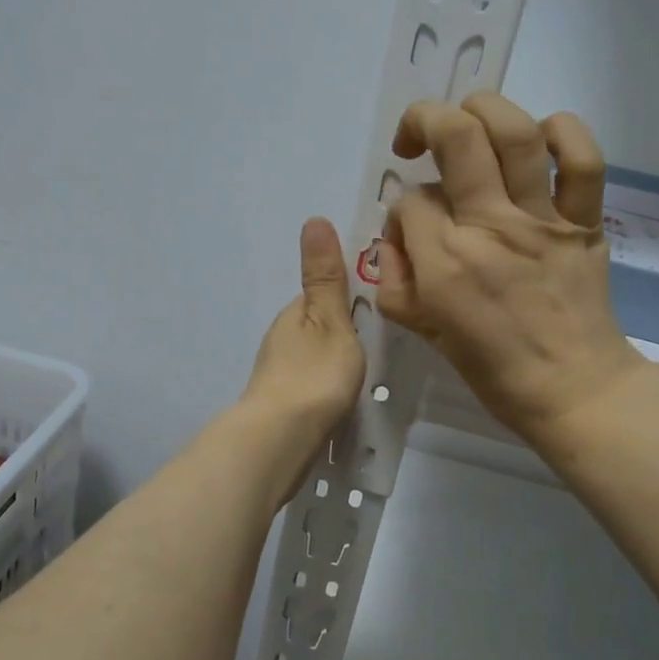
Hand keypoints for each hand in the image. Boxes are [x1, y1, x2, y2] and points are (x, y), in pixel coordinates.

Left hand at [241, 217, 365, 444]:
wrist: (280, 440)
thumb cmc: (314, 375)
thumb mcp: (330, 319)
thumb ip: (325, 277)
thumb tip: (312, 219)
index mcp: (293, 313)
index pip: (323, 293)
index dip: (349, 295)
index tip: (379, 305)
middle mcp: (281, 338)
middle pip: (318, 326)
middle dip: (343, 330)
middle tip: (380, 343)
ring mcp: (278, 373)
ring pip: (313, 355)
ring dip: (334, 358)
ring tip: (367, 372)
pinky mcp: (282, 403)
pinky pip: (311, 383)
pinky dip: (327, 384)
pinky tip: (343, 398)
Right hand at [376, 94, 644, 444]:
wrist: (573, 388)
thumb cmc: (493, 368)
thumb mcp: (424, 333)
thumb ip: (396, 282)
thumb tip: (396, 238)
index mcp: (444, 261)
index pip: (410, 200)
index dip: (403, 208)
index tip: (413, 230)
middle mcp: (489, 226)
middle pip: (455, 137)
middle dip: (425, 121)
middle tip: (416, 140)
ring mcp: (542, 219)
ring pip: (514, 132)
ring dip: (483, 109)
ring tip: (469, 120)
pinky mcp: (584, 220)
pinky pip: (584, 159)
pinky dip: (564, 133)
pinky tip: (541, 139)